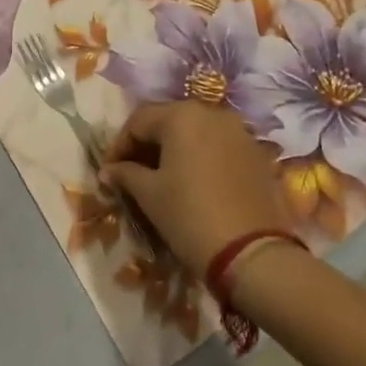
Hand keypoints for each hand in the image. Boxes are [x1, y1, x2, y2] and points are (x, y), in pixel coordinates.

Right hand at [103, 101, 292, 278]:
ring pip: (195, 133)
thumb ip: (126, 174)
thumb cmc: (190, 216)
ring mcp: (239, 132)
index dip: (119, 145)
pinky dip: (200, 158)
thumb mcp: (149, 195)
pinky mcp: (256, 153)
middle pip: (169, 121)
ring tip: (161, 179)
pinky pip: (218, 147)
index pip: (138, 120)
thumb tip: (108, 170)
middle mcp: (212, 113)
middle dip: (147, 145)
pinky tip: (193, 183)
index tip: (110, 171)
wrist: (252, 253)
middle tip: (131, 173)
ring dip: (174, 150)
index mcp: (181, 115)